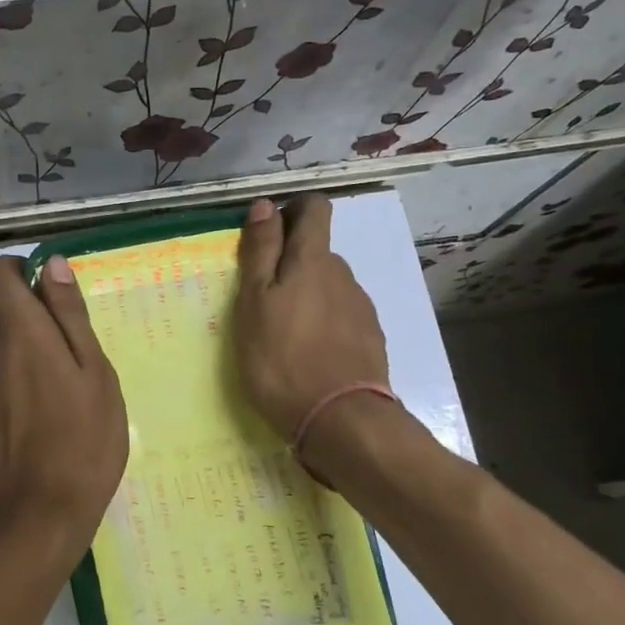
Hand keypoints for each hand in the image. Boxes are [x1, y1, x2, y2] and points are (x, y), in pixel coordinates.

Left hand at [0, 253, 128, 552]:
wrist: (38, 514)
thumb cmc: (83, 442)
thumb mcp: (95, 373)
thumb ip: (71, 317)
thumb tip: (52, 265)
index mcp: (24, 334)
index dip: (20, 269)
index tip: (52, 289)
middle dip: (18, 304)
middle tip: (61, 334)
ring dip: (15, 340)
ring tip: (57, 371)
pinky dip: (10, 372)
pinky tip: (42, 405)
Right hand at [233, 195, 390, 441]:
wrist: (340, 419)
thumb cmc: (282, 359)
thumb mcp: (254, 303)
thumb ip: (260, 252)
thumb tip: (265, 205)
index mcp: (313, 261)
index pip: (314, 209)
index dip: (292, 211)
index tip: (268, 234)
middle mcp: (343, 276)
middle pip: (318, 252)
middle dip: (292, 263)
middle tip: (263, 299)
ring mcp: (361, 308)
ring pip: (330, 287)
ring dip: (308, 297)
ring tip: (284, 334)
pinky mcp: (370, 339)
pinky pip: (342, 317)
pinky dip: (324, 324)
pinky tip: (309, 354)